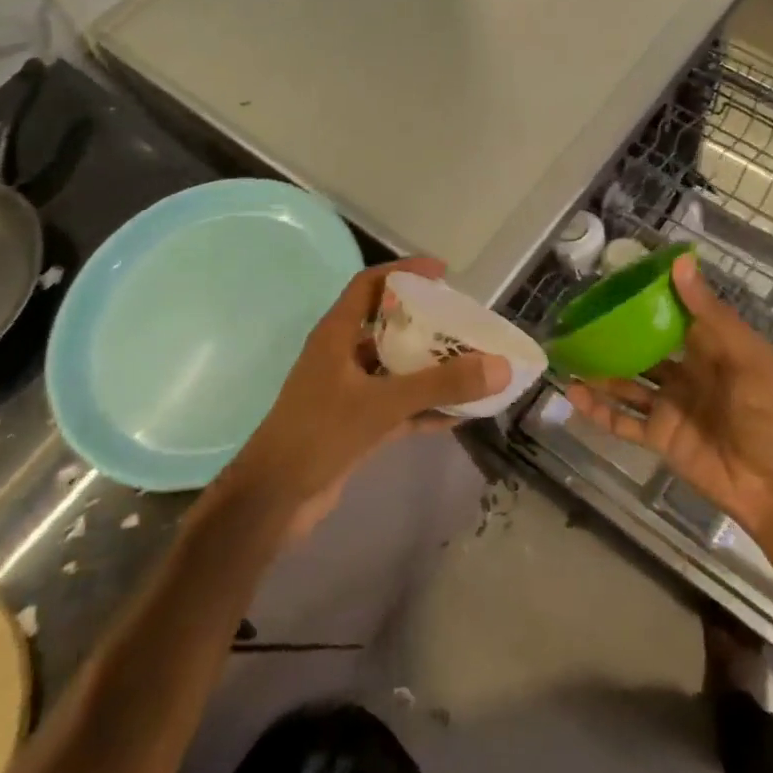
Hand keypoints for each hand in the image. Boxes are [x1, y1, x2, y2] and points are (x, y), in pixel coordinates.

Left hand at [228, 257, 509, 533]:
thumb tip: (500, 366)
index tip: (442, 273)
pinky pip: (398, 405)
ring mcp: (348, 392)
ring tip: (472, 365)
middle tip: (465, 322)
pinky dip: (425, 406)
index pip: (369, 285)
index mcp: (336, 335)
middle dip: (427, 322)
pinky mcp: (356, 424)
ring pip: (396, 368)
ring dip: (430, 368)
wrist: (272, 501)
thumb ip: (440, 385)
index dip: (404, 272)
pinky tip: (459, 414)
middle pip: (388, 325)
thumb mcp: (381, 404)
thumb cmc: (318, 435)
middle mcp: (341, 356)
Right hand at [564, 255, 772, 543]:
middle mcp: (686, 374)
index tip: (616, 281)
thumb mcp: (745, 355)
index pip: (674, 316)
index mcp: (710, 349)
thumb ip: (709, 312)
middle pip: (644, 350)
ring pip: (627, 383)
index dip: (648, 299)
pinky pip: (622, 420)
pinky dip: (598, 409)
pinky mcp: (659, 437)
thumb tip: (681, 261)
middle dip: (615, 336)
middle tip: (580, 319)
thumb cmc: (767, 411)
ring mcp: (670, 406)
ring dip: (600, 371)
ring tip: (567, 354)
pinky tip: (573, 393)